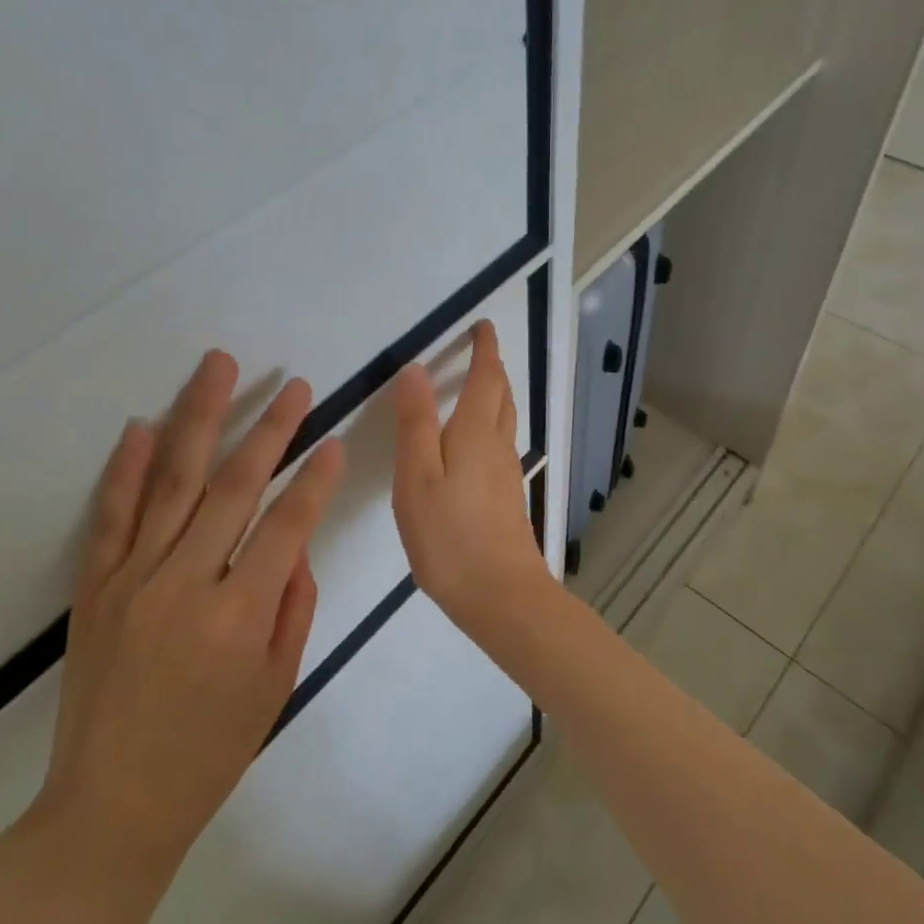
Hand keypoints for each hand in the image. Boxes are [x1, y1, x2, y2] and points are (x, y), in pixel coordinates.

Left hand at [28, 351, 344, 873]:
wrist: (110, 807)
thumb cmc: (210, 752)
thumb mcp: (276, 684)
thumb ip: (293, 605)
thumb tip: (297, 544)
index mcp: (239, 615)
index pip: (288, 525)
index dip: (316, 479)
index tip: (334, 439)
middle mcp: (185, 583)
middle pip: (234, 487)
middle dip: (270, 429)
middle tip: (295, 386)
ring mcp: (134, 579)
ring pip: (172, 481)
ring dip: (199, 418)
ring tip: (218, 367)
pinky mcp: (95, 587)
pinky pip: (111, 516)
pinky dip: (125, 468)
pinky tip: (140, 426)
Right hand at [392, 321, 552, 637]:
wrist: (501, 596)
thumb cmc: (450, 535)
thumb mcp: (417, 477)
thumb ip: (415, 423)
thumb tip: (416, 370)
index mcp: (475, 432)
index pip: (486, 378)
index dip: (485, 349)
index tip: (484, 326)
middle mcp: (497, 446)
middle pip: (501, 396)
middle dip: (492, 369)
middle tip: (480, 352)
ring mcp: (507, 473)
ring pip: (504, 420)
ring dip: (494, 395)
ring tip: (477, 387)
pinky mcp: (507, 498)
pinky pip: (500, 444)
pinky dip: (490, 425)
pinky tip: (474, 444)